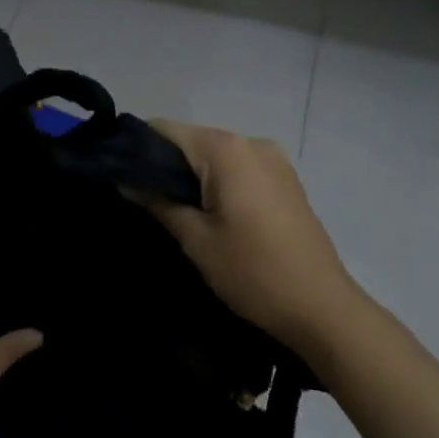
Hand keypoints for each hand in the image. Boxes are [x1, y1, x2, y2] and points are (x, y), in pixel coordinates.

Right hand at [146, 120, 370, 353]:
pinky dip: (217, 182)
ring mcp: (274, 160)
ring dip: (191, 175)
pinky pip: (239, 168)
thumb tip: (124, 179)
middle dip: (163, 164)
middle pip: (192, 140)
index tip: (117, 175)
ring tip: (169, 209)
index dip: (137, 148)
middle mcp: (251, 142)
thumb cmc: (252, 272)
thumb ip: (158, 202)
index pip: (166, 130)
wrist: (321, 307)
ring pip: (216, 156)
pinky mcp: (286, 180)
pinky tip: (207, 212)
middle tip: (138, 199)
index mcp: (226, 149)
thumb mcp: (196, 239)